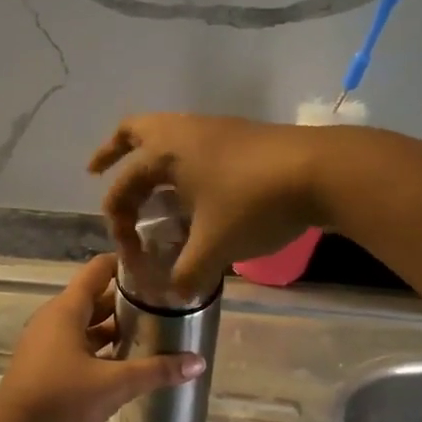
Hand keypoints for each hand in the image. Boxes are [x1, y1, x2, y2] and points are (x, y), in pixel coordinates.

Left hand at [0, 255, 205, 421]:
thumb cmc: (63, 396)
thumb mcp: (114, 383)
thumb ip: (156, 371)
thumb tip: (198, 362)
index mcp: (68, 309)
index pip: (98, 270)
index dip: (124, 265)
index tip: (153, 267)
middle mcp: (54, 318)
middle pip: (94, 298)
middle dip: (125, 301)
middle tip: (160, 304)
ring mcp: (46, 341)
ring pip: (85, 324)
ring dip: (112, 328)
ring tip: (147, 332)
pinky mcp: (44, 363)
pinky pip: (75, 344)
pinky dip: (98, 347)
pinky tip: (121, 362)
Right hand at [89, 113, 326, 296]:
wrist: (323, 170)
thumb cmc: (255, 204)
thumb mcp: (216, 246)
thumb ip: (188, 273)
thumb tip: (174, 293)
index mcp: (164, 152)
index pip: (124, 186)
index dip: (117, 221)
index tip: (127, 250)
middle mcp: (182, 132)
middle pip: (133, 130)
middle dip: (111, 151)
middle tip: (97, 170)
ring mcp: (213, 128)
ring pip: (166, 131)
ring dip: (148, 153)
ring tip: (146, 180)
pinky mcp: (239, 134)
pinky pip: (191, 141)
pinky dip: (178, 158)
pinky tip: (190, 185)